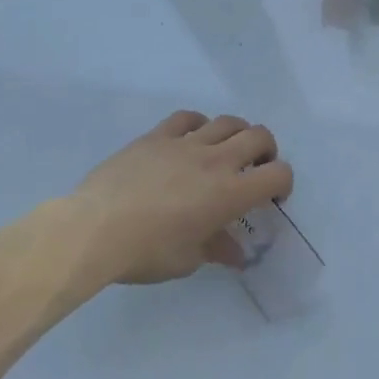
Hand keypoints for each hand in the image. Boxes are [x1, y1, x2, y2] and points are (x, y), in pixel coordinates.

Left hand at [71, 111, 292, 284]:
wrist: (95, 229)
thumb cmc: (146, 252)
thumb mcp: (187, 260)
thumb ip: (216, 249)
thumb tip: (235, 253)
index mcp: (229, 194)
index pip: (277, 174)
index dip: (283, 183)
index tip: (272, 197)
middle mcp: (216, 161)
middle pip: (259, 136)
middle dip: (266, 151)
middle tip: (255, 168)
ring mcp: (186, 143)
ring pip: (227, 121)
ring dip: (236, 133)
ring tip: (226, 150)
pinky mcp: (157, 136)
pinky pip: (188, 118)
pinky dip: (199, 125)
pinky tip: (191, 139)